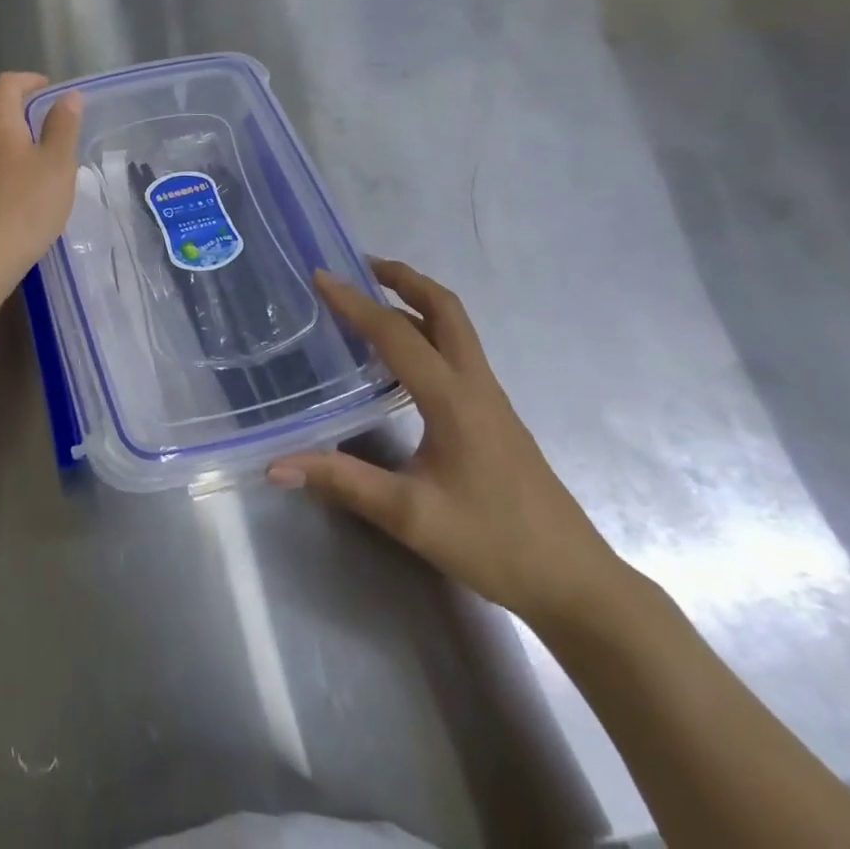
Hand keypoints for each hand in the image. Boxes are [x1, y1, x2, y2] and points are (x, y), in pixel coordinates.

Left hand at [0, 73, 82, 294]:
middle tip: (58, 129)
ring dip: (18, 143)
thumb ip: (63, 126)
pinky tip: (25, 194)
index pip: (8, 83)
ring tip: (47, 164)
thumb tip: (68, 96)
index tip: (54, 92)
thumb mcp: (57, 165)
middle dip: (27, 113)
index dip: (31, 81)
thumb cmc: (24, 208)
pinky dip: (7, 167)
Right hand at [269, 261, 628, 628]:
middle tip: (358, 266)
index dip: (354, 302)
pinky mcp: (494, 414)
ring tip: (373, 298)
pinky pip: (457, 350)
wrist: (574, 582)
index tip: (319, 276)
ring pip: (455, 327)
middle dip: (402, 277)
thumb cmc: (493, 543)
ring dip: (416, 299)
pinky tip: (401, 355)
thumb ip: (342, 483)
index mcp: (452, 398)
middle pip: (444, 308)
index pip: (395, 333)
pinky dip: (426, 329)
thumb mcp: (410, 516)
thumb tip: (275, 465)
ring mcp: (489, 397)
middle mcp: (474, 384)